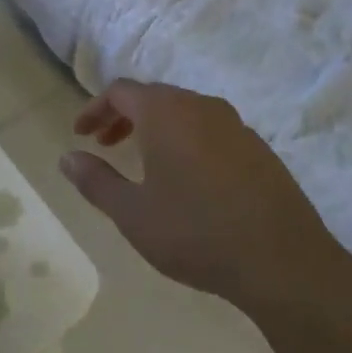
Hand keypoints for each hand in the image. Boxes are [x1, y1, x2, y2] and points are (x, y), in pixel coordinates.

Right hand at [59, 79, 351, 312]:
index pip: (120, 91)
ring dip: (156, 128)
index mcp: (166, 112)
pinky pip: (211, 131)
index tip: (80, 134)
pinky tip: (188, 179)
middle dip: (123, 117)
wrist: (283, 261)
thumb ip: (95, 180)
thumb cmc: (195, 232)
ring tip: (143, 162)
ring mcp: (236, 125)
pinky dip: (187, 141)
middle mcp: (201, 106)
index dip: (95, 108)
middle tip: (106, 145)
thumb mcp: (133, 213)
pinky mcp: (259, 148)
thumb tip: (67, 157)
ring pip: (184, 112)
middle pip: (153, 97)